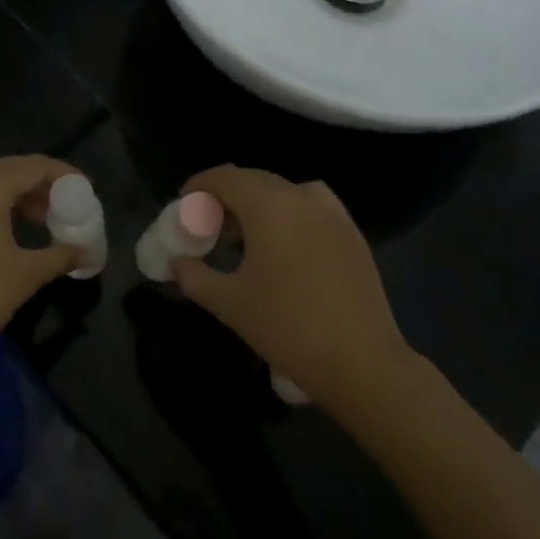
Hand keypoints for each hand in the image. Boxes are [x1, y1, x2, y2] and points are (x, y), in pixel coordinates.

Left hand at [0, 155, 83, 400]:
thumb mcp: (26, 276)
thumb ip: (62, 256)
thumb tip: (91, 254)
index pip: (34, 166)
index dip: (64, 175)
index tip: (87, 190)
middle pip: (9, 170)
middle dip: (41, 185)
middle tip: (67, 206)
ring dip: (17, 198)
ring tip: (44, 223)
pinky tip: (9, 235)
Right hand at [172, 166, 411, 416]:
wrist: (360, 360)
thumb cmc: (287, 327)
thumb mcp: (229, 303)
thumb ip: (194, 276)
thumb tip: (179, 263)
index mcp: (269, 206)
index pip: (226, 177)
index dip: (200, 185)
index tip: (184, 203)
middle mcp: (302, 198)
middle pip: (255, 180)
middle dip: (227, 195)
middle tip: (209, 224)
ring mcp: (333, 213)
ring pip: (285, 191)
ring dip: (259, 202)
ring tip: (246, 234)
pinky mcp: (352, 233)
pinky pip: (312, 206)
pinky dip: (290, 212)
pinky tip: (285, 245)